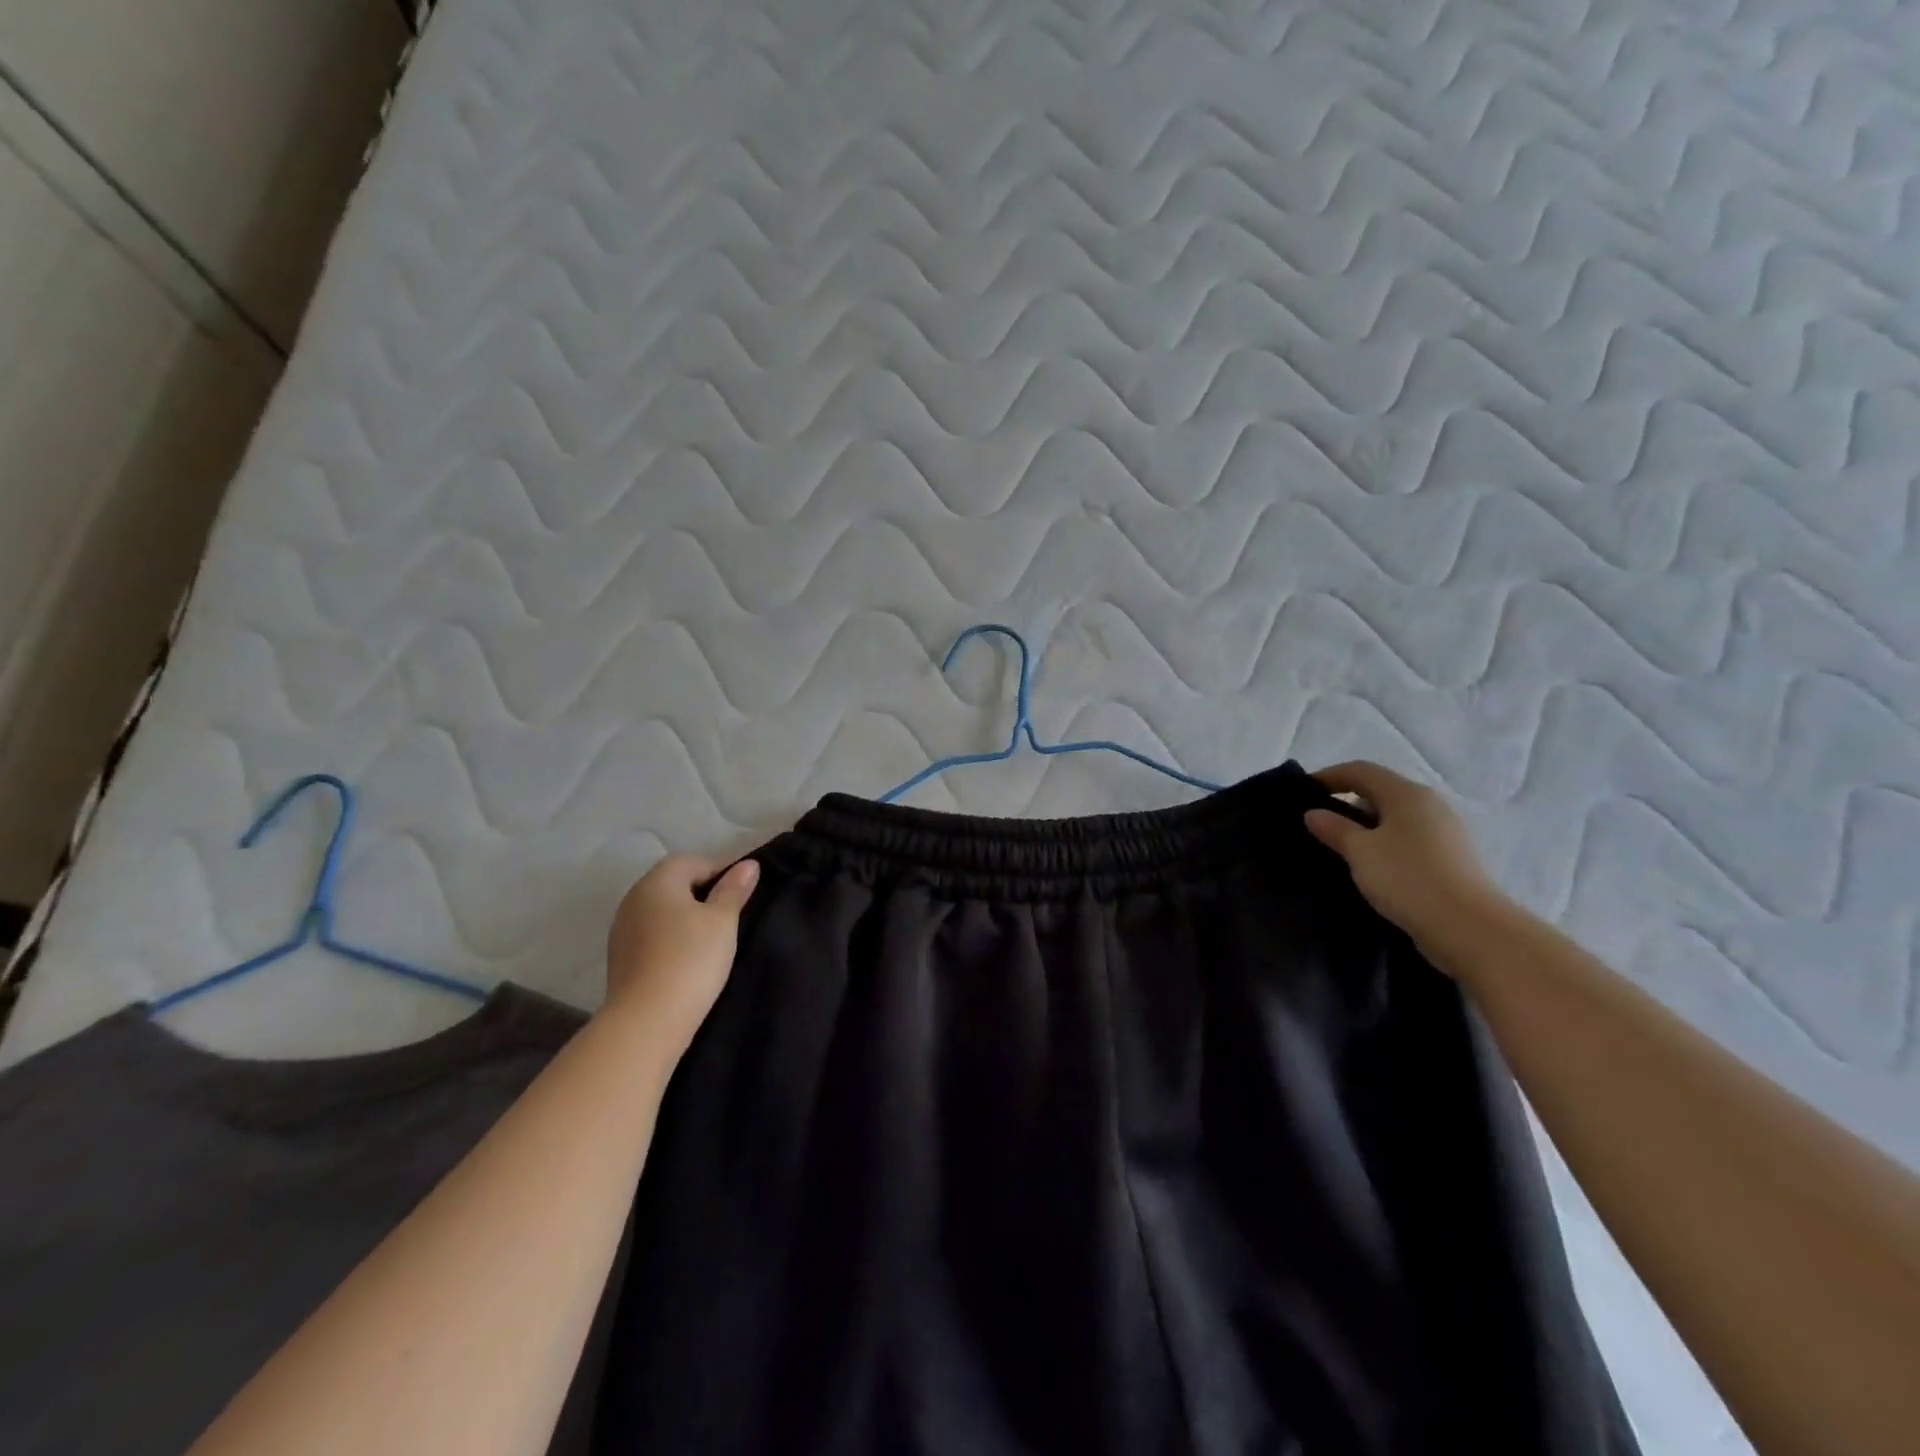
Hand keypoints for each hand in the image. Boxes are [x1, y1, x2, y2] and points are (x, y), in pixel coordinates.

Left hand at [604, 855, 759, 1059]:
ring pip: (661, 910)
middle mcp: (633, 898)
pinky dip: (670, 937)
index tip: (742, 893)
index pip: (692, 861)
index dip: (720, 871)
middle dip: (702, 892)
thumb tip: (748, 865)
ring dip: (685, 916)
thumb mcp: (723, 920)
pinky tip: (687, 958)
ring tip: (711, 938)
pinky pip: (651, 934)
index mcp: (657, 882)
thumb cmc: (691, 959)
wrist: (647, 1020)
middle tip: (730, 915)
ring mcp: (622, 929)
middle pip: (673, 883)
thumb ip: (734, 889)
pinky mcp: (620, 957)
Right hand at [1303, 761, 1505, 958]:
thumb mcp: (1361, 852)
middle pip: (1380, 791)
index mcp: (1407, 794)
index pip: (1361, 771)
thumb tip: (1314, 813)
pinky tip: (1371, 866)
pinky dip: (1384, 843)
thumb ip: (1335, 828)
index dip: (1329, 776)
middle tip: (1318, 822)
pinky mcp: (1451, 858)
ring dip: (1365, 826)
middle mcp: (1430, 804)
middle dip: (1346, 801)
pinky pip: (1408, 839)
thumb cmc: (1408, 879)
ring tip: (1340, 847)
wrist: (1470, 929)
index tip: (1302, 791)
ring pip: (1394, 817)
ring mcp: (1445, 831)